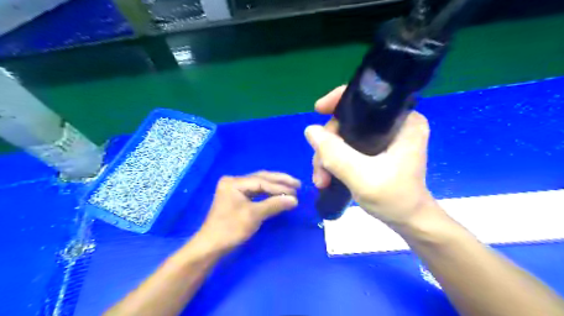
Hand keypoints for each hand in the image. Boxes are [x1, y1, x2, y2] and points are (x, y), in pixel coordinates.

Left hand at [197, 172, 299, 249]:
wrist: (211, 245)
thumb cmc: (231, 229)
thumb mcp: (254, 216)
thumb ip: (274, 204)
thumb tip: (295, 200)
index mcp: (234, 182)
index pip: (261, 181)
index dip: (279, 187)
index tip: (295, 192)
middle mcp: (234, 181)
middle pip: (261, 178)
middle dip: (280, 181)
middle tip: (297, 184)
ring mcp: (235, 188)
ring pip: (259, 184)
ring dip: (275, 186)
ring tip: (292, 188)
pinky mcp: (237, 197)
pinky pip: (256, 191)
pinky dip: (268, 193)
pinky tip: (278, 194)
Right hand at [307, 85, 437, 226]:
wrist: (408, 221)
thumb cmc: (394, 199)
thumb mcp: (362, 177)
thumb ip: (335, 153)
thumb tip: (310, 130)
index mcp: (403, 121)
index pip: (366, 98)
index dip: (339, 100)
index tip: (318, 110)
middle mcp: (394, 124)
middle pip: (349, 121)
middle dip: (328, 144)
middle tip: (319, 170)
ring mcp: (384, 138)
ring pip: (344, 136)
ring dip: (328, 156)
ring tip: (321, 180)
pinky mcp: (376, 150)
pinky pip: (347, 146)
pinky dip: (334, 160)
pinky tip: (327, 177)